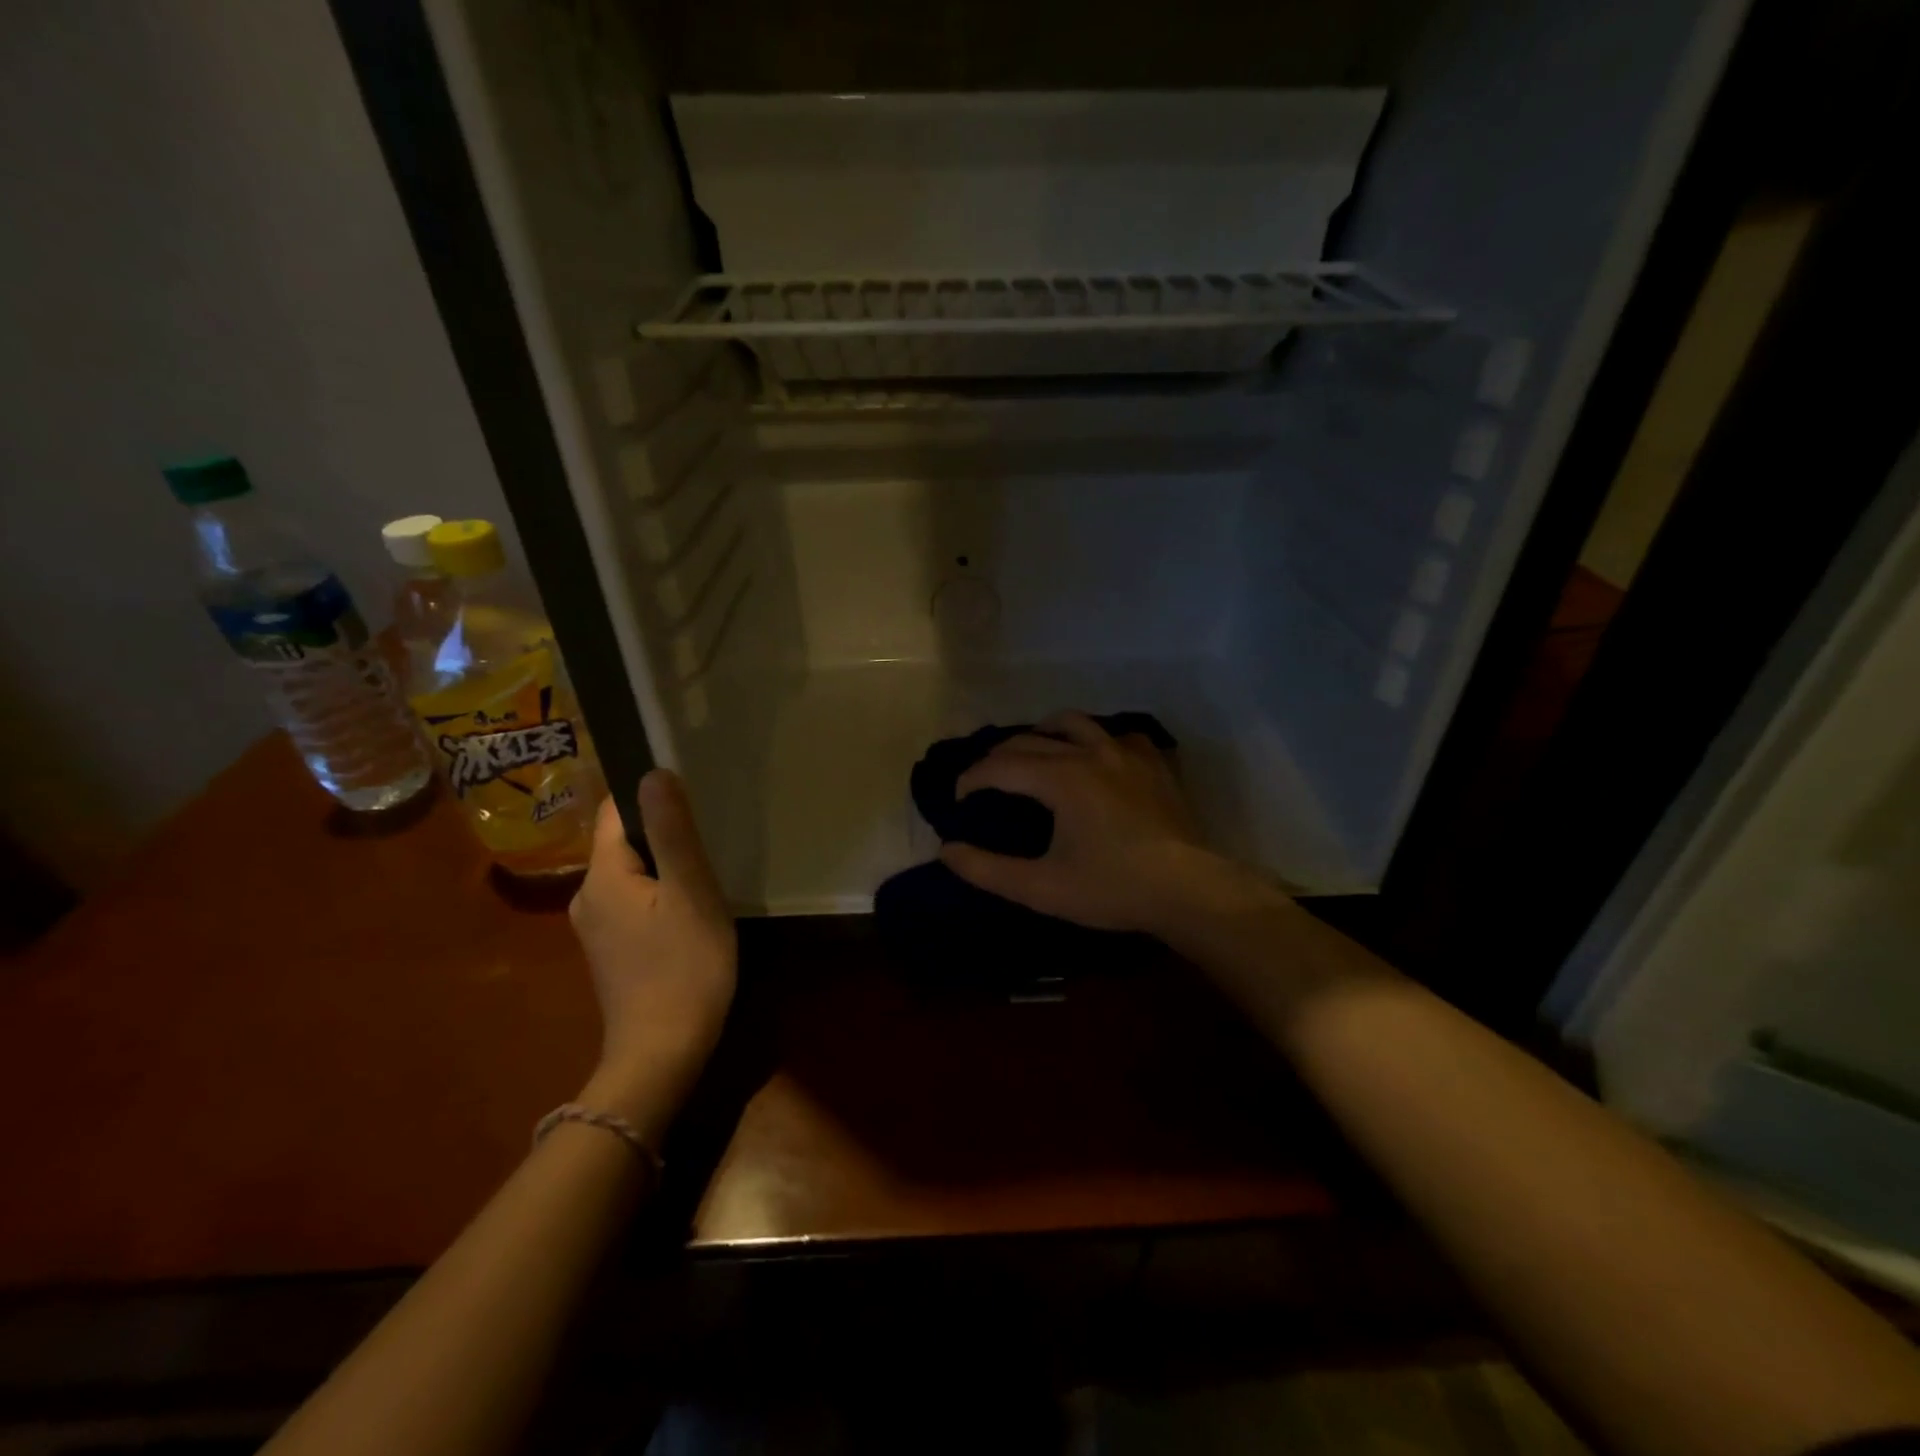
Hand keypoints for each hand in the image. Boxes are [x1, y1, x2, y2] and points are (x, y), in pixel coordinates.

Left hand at [568, 770, 735, 1137]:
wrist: (661, 1055)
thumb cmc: (684, 967)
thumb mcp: (690, 892)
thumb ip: (671, 831)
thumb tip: (652, 773)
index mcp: (602, 875)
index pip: (615, 809)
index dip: (649, 793)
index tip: (691, 794)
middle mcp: (587, 895)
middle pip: (622, 840)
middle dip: (661, 831)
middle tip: (708, 837)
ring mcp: (595, 926)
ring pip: (630, 872)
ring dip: (662, 865)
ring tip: (703, 872)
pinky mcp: (610, 949)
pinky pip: (632, 900)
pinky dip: (657, 893)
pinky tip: (687, 909)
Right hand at [939, 711, 1237, 937]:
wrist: (1187, 891)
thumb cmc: (1111, 889)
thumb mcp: (1041, 887)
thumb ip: (987, 869)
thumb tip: (946, 850)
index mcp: (1060, 777)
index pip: (1000, 766)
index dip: (972, 779)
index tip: (959, 798)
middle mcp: (1090, 752)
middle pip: (1030, 740)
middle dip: (999, 757)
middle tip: (986, 781)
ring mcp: (1126, 753)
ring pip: (1075, 723)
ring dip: (1044, 733)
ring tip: (1035, 753)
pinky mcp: (1153, 763)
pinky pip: (1118, 736)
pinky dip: (1097, 741)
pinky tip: (1096, 759)